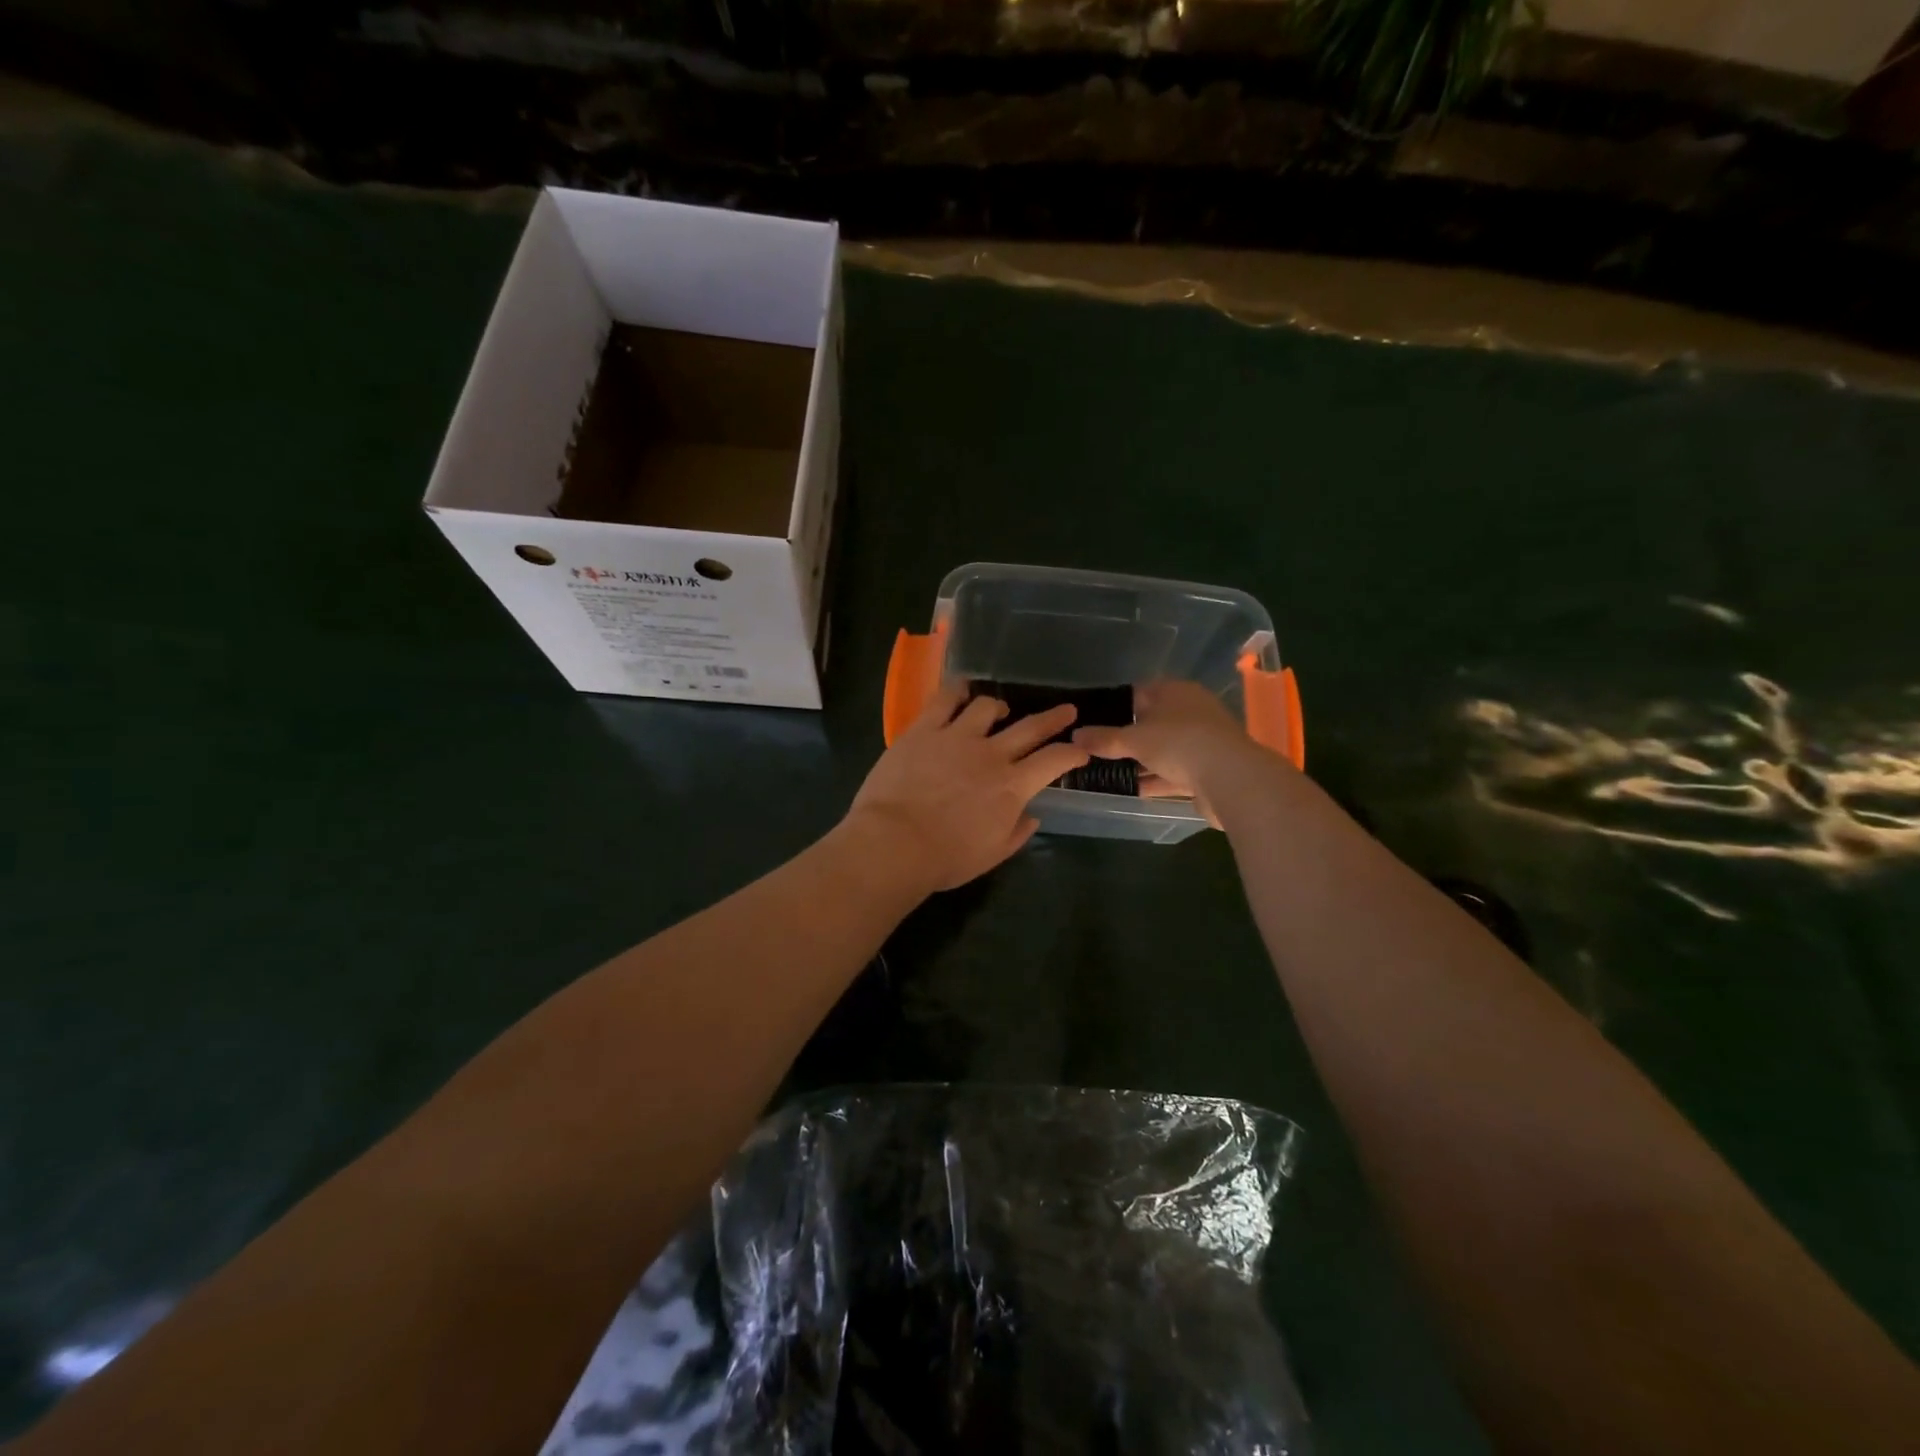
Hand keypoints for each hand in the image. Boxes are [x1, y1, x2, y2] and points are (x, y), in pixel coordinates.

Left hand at [847, 685, 1088, 892]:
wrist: (894, 843)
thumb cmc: (945, 858)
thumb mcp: (991, 854)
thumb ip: (1016, 832)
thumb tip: (1032, 816)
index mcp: (1012, 787)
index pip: (1054, 761)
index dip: (1072, 753)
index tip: (1081, 750)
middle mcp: (991, 754)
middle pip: (1030, 727)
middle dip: (1054, 718)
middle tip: (1066, 710)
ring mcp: (957, 736)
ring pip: (987, 706)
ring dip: (999, 706)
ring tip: (999, 710)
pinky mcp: (924, 729)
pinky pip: (945, 699)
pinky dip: (957, 690)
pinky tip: (961, 689)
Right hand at [1072, 679, 1273, 822]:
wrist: (1232, 779)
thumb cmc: (1180, 743)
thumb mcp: (1134, 739)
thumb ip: (1104, 739)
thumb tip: (1075, 735)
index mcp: (1176, 692)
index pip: (1139, 692)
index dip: (1115, 706)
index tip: (1092, 722)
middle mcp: (1191, 711)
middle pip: (1151, 722)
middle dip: (1125, 737)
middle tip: (1095, 749)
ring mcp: (1202, 741)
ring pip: (1162, 750)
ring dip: (1139, 762)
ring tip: (1106, 772)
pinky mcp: (1208, 770)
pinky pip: (1174, 772)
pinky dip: (1155, 779)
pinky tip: (1131, 789)